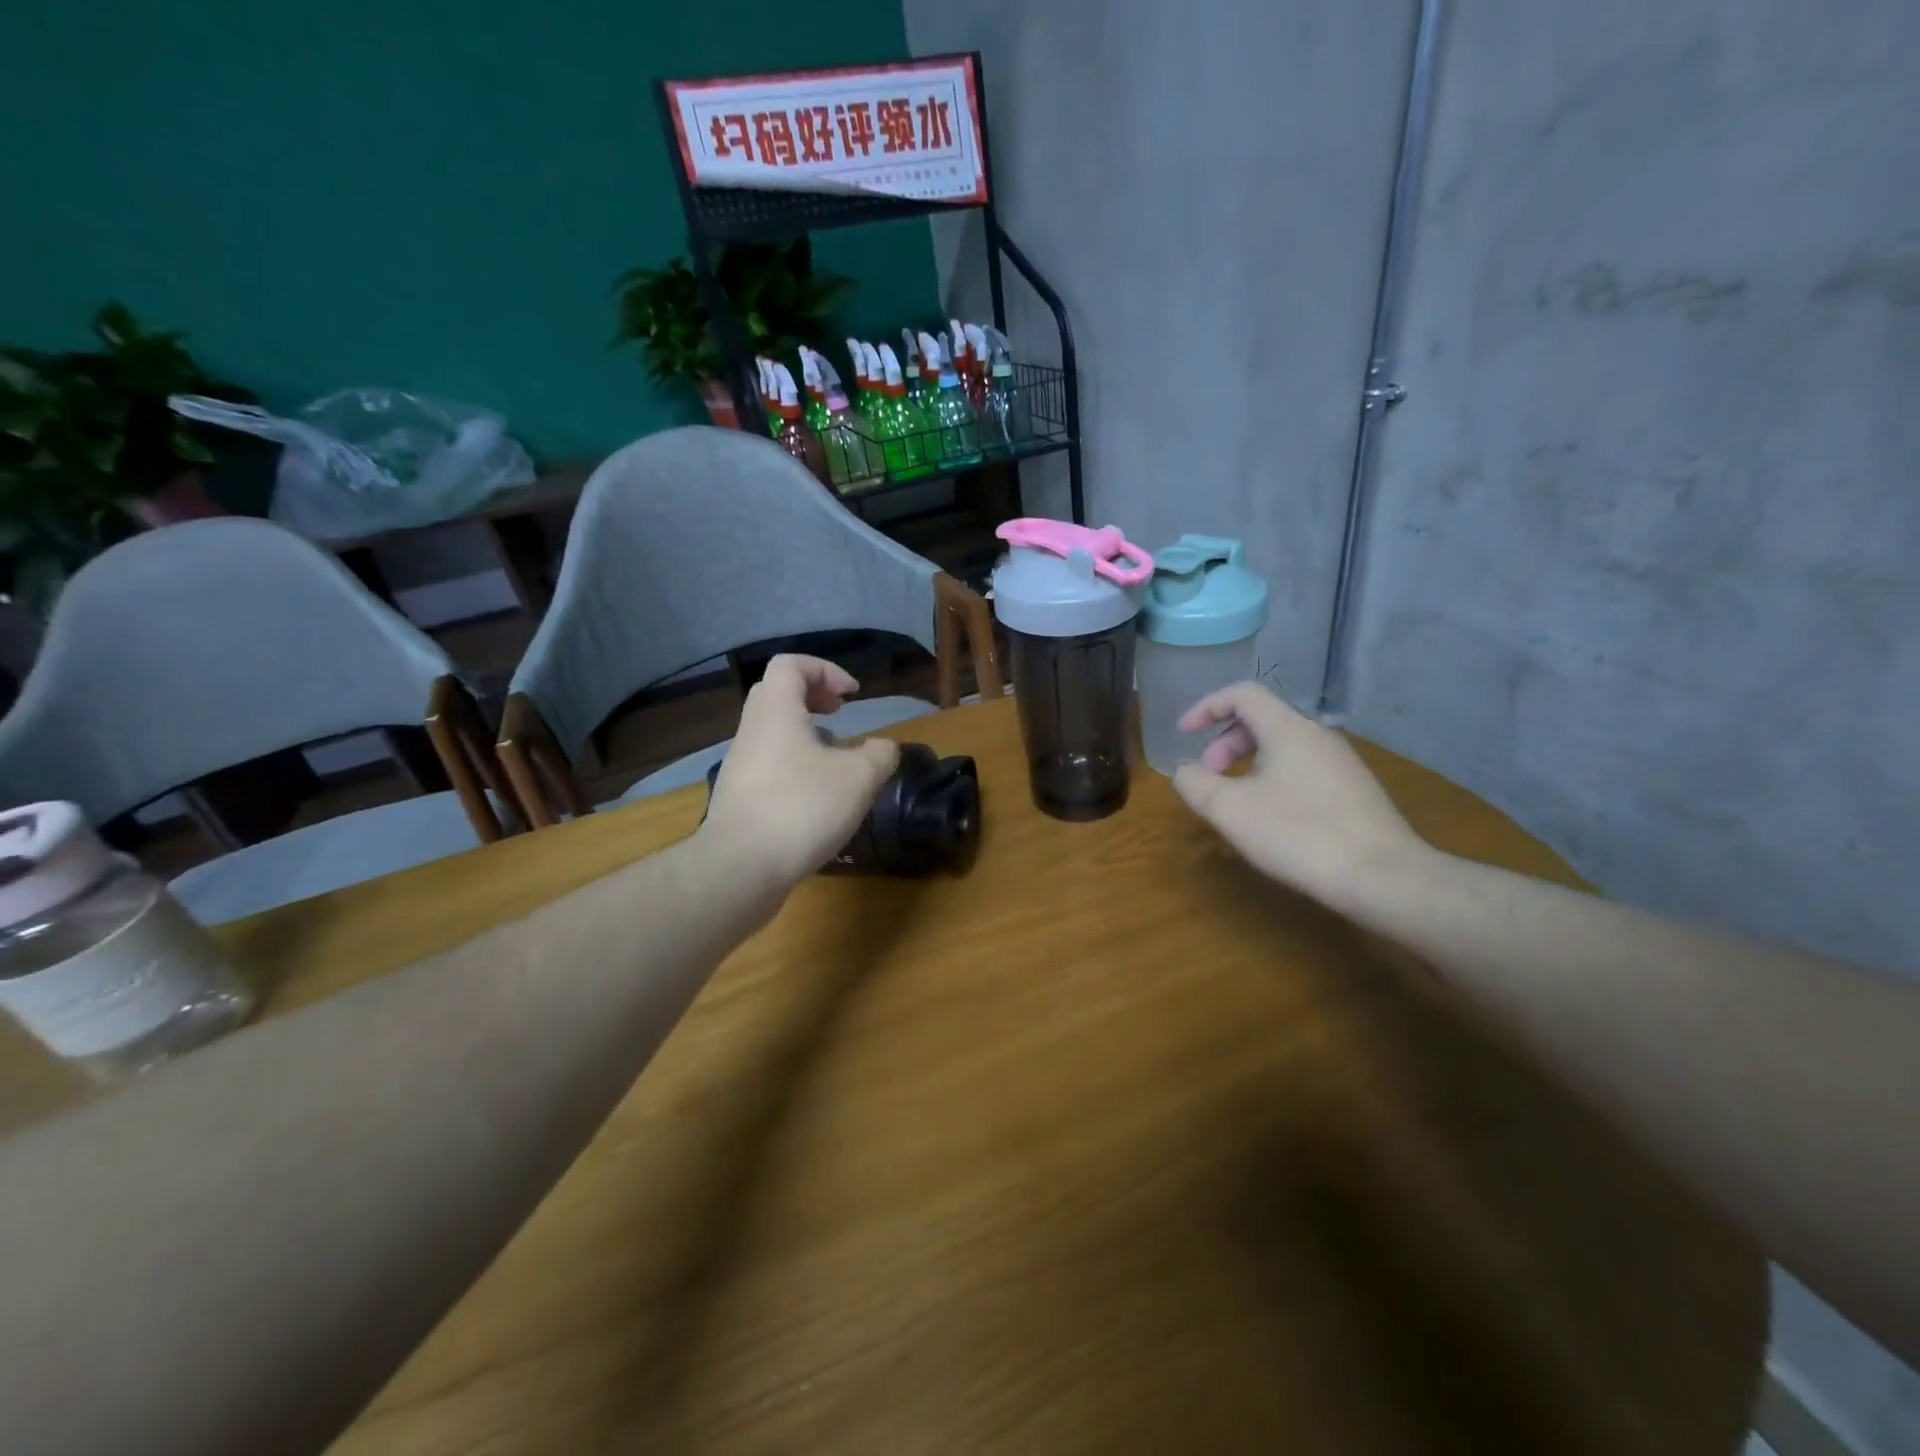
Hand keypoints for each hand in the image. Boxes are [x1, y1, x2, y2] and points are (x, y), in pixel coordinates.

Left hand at [700, 655, 900, 888]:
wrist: (740, 867)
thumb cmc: (801, 808)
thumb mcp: (859, 778)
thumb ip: (880, 755)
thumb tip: (884, 747)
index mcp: (776, 711)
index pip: (791, 665)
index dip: (825, 670)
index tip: (852, 696)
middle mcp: (752, 730)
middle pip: (778, 694)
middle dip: (814, 698)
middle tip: (841, 715)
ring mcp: (741, 765)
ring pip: (774, 732)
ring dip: (807, 735)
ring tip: (837, 760)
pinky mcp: (739, 797)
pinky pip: (769, 763)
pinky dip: (795, 765)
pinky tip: (818, 797)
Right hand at [1171, 681, 1430, 906]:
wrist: (1383, 878)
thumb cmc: (1299, 834)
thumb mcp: (1230, 810)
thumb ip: (1196, 783)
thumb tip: (1185, 770)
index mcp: (1288, 729)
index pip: (1242, 694)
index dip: (1206, 707)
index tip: (1183, 733)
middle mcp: (1318, 735)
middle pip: (1262, 720)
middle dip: (1224, 744)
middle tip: (1208, 777)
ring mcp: (1342, 763)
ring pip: (1283, 747)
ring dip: (1248, 764)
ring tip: (1236, 801)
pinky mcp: (1354, 790)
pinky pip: (1302, 769)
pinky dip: (1273, 779)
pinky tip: (1272, 818)